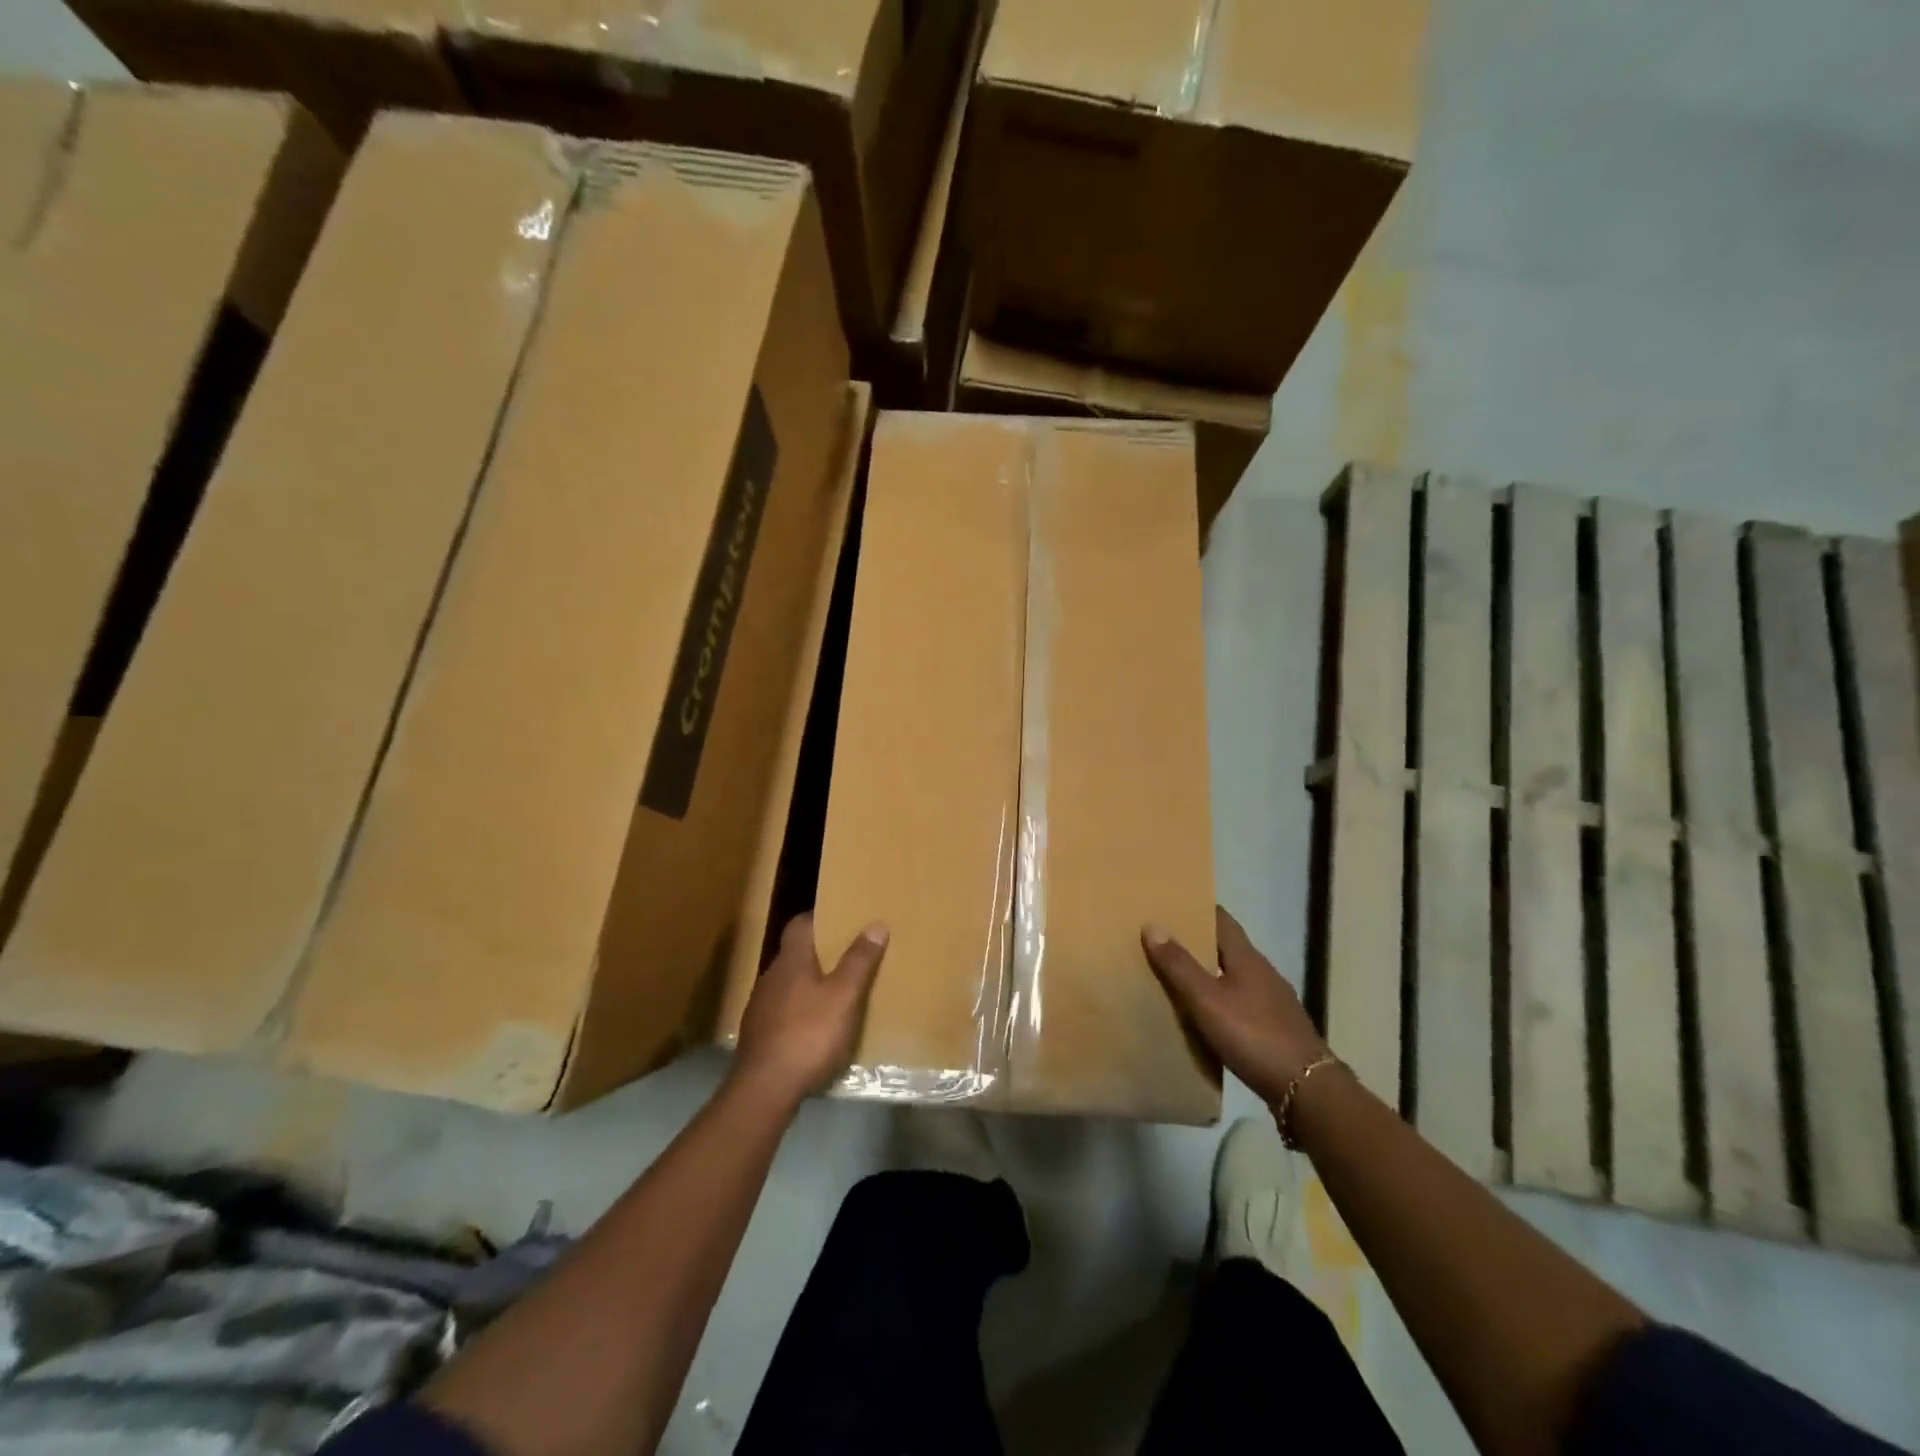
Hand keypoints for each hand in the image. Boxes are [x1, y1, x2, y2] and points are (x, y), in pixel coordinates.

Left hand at [733, 915, 888, 1104]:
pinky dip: (801, 1010)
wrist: (764, 1090)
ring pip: (789, 983)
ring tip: (838, 991)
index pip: (799, 924)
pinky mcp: (759, 1035)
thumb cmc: (808, 1034)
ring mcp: (761, 1007)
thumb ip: (859, 961)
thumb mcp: (844, 996)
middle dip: (820, 952)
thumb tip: (875, 924)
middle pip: (795, 954)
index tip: (842, 918)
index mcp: (791, 961)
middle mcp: (771, 977)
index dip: (819, 918)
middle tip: (849, 954)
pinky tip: (817, 1027)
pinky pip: (784, 1011)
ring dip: (810, 983)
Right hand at [1142, 906, 1328, 1109]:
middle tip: (1164, 941)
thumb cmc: (1253, 1035)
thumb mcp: (1207, 1000)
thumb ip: (1179, 965)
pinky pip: (1242, 1002)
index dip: (1198, 909)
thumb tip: (1152, 925)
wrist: (1306, 1089)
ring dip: (1209, 973)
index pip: (1222, 920)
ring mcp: (1273, 1001)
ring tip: (1178, 978)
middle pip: (1227, 947)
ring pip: (1234, 976)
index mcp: (1247, 958)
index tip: (1171, 905)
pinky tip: (1207, 1015)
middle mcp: (1263, 972)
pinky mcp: (1277, 1028)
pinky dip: (1221, 1000)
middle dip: (1198, 942)